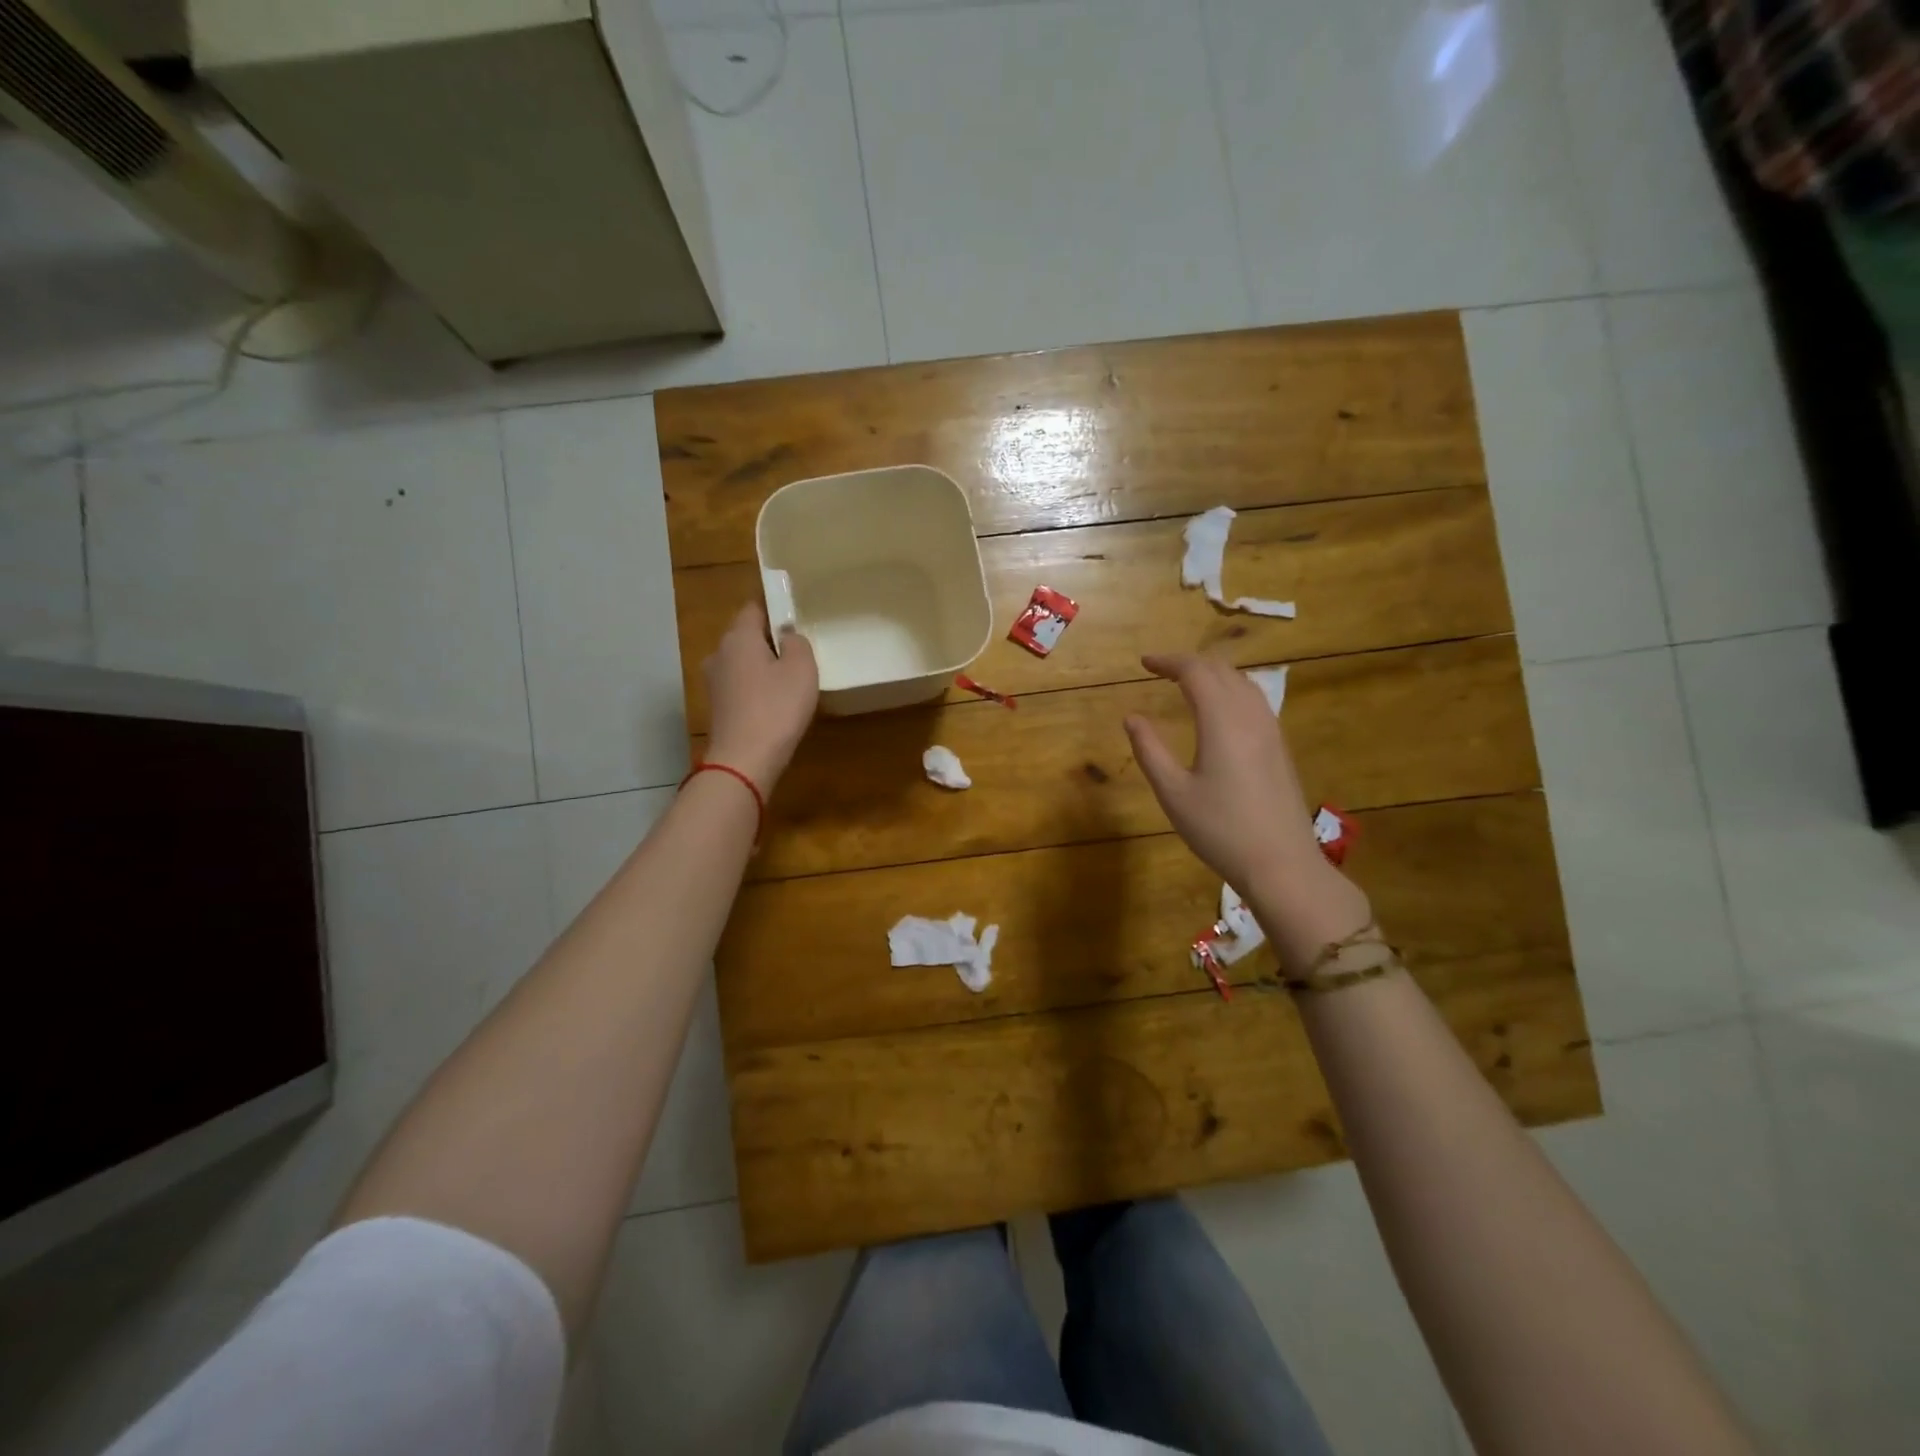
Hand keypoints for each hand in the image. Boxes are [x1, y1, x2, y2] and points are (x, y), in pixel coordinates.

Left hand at [704, 602, 818, 792]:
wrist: (744, 760)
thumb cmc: (777, 707)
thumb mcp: (802, 668)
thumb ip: (797, 643)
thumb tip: (787, 636)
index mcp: (738, 637)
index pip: (754, 608)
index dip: (776, 609)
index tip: (797, 620)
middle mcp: (719, 653)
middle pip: (747, 636)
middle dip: (770, 641)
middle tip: (799, 654)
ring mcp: (714, 682)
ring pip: (743, 663)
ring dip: (763, 667)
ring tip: (790, 682)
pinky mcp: (717, 707)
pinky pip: (740, 686)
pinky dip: (756, 689)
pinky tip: (774, 704)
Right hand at [1125, 653, 1371, 956]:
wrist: (1282, 863)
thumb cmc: (1220, 829)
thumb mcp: (1173, 793)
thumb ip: (1150, 750)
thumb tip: (1132, 718)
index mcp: (1222, 721)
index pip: (1195, 671)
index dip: (1168, 661)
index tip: (1144, 663)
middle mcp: (1250, 715)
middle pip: (1221, 670)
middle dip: (1189, 663)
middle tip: (1160, 671)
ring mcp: (1270, 730)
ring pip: (1242, 682)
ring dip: (1212, 674)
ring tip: (1186, 684)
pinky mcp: (1279, 746)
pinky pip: (1254, 700)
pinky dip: (1230, 690)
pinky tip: (1218, 710)